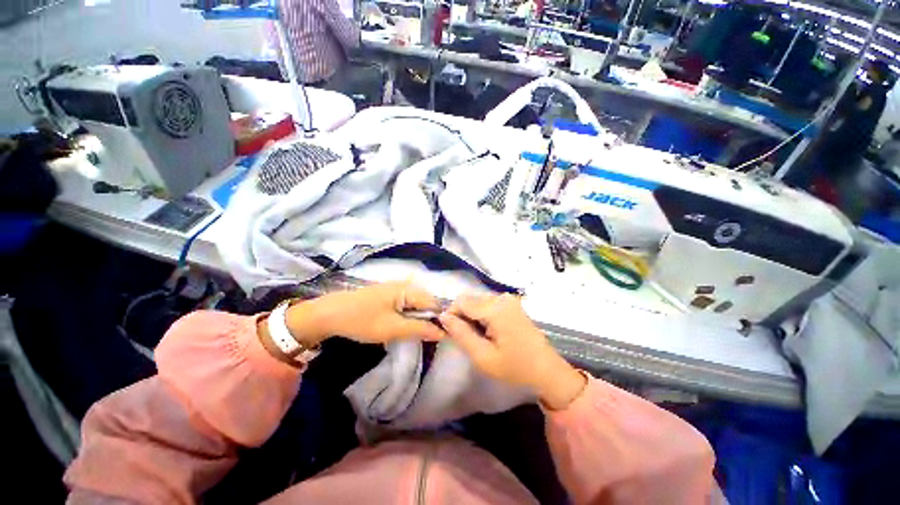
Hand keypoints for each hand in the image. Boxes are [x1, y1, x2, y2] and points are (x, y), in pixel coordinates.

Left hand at [286, 281, 446, 345]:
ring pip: (416, 305)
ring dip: (416, 320)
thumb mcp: (393, 328)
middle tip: (420, 338)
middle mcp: (406, 285)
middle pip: (426, 303)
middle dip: (427, 321)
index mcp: (409, 289)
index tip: (439, 338)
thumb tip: (444, 332)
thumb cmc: (362, 320)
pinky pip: (406, 305)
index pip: (434, 304)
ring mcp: (396, 289)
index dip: (439, 320)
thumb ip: (420, 329)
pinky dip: (406, 317)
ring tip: (409, 333)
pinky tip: (399, 326)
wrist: (329, 314)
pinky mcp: (388, 294)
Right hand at [439, 294, 585, 409]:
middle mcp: (502, 297)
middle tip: (466, 339)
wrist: (547, 370)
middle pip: (470, 299)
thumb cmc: (515, 367)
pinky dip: (482, 315)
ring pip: (478, 301)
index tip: (450, 333)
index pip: (461, 301)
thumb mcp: (483, 356)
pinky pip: (488, 304)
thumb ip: (461, 334)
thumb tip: (443, 316)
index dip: (451, 315)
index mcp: (496, 308)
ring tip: (478, 337)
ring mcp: (508, 299)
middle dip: (462, 316)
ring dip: (472, 316)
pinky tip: (488, 332)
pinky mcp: (512, 304)